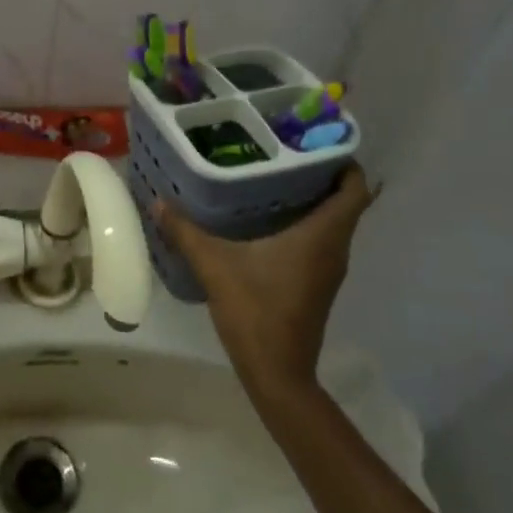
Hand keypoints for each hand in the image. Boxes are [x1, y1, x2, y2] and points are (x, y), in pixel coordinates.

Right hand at [152, 164, 380, 392]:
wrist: (277, 373)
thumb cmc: (255, 311)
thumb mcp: (215, 265)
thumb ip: (186, 231)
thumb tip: (158, 201)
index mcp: (323, 235)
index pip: (354, 188)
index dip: (343, 160)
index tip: (314, 139)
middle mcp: (335, 247)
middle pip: (344, 200)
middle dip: (320, 172)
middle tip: (282, 150)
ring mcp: (328, 268)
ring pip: (332, 221)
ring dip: (312, 198)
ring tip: (271, 176)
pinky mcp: (317, 282)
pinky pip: (321, 239)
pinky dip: (305, 221)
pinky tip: (267, 217)